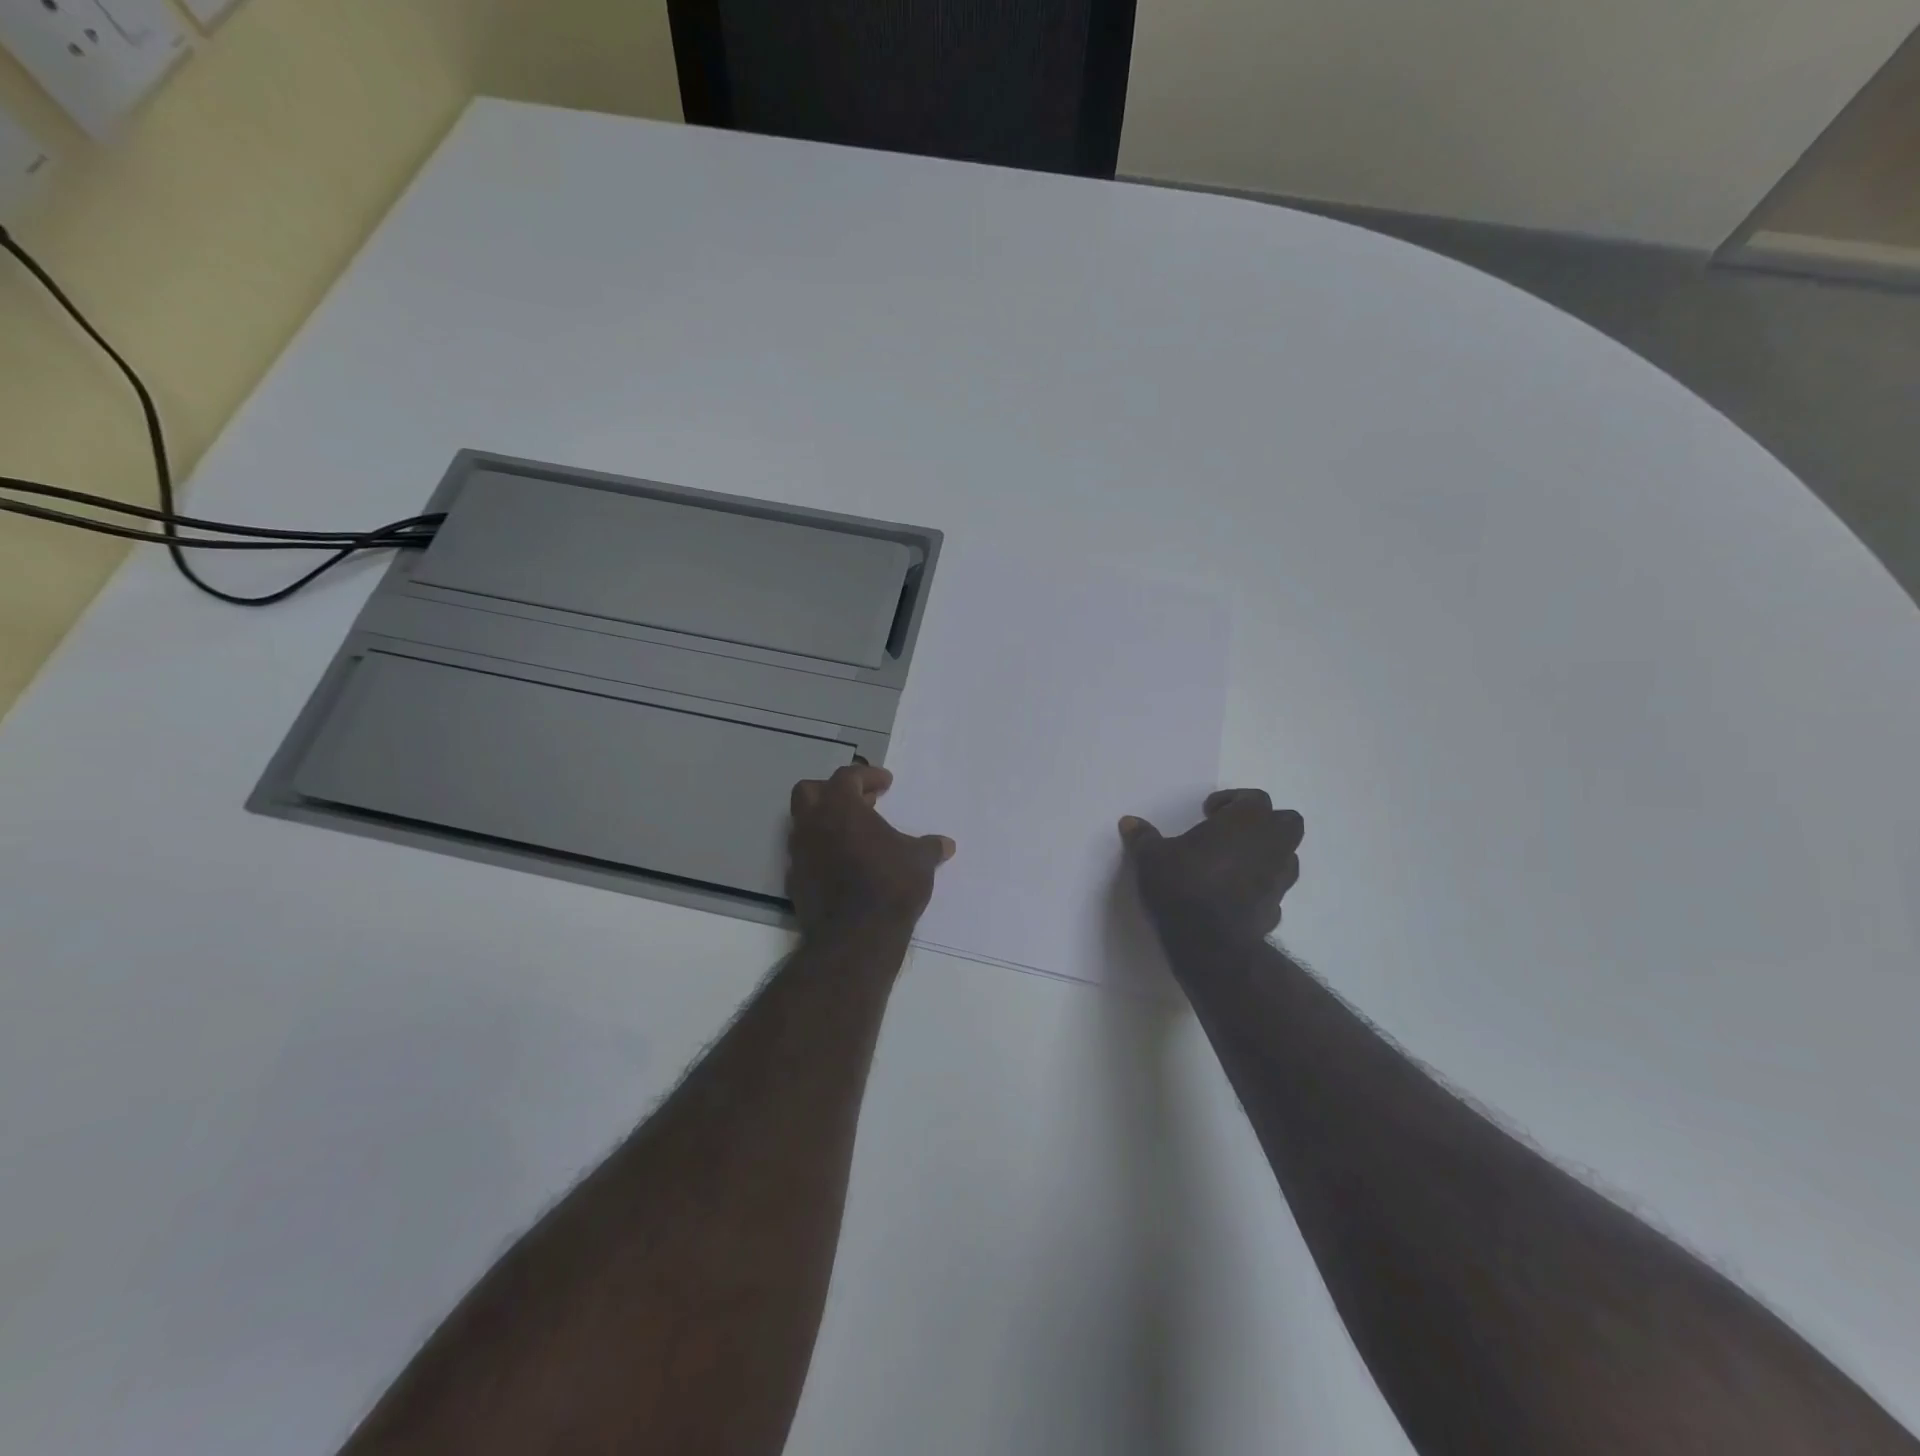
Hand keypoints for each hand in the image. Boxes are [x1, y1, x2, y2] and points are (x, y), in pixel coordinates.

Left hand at [788, 763, 955, 936]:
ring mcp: (798, 853)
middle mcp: (812, 824)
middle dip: (833, 791)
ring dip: (825, 822)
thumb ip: (930, 847)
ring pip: (803, 824)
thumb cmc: (890, 885)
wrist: (856, 936)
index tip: (886, 783)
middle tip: (861, 802)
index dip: (867, 776)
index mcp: (840, 807)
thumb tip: (946, 844)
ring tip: (854, 835)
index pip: (847, 776)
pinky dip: (821, 852)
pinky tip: (842, 865)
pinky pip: (804, 856)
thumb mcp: (919, 861)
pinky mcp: (794, 881)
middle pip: (810, 791)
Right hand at [1119, 789, 1303, 947]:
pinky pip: (1274, 887)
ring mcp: (1279, 878)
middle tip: (1230, 832)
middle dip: (1264, 823)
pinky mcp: (1277, 908)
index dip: (1232, 801)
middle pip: (1287, 822)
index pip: (1254, 798)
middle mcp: (1271, 844)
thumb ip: (1143, 837)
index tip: (1207, 813)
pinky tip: (1233, 894)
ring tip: (1232, 862)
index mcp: (1246, 822)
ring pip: (1287, 855)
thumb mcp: (1151, 858)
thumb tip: (1129, 822)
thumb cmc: (1183, 885)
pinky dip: (1260, 885)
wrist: (1209, 943)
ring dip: (1266, 853)